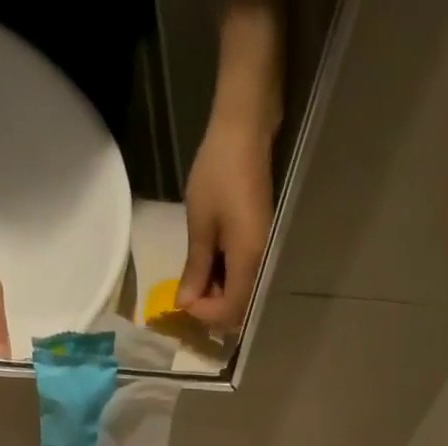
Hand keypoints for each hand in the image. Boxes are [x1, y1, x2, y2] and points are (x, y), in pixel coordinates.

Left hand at [178, 117, 274, 331]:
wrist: (246, 130)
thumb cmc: (219, 172)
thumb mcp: (200, 224)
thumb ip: (195, 268)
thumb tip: (185, 304)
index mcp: (248, 261)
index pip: (229, 310)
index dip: (205, 314)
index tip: (183, 301)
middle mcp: (262, 266)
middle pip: (239, 310)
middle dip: (212, 310)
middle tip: (188, 293)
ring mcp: (265, 257)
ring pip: (243, 296)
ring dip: (218, 296)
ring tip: (196, 279)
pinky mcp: (263, 247)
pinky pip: (246, 279)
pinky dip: (226, 281)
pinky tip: (210, 267)